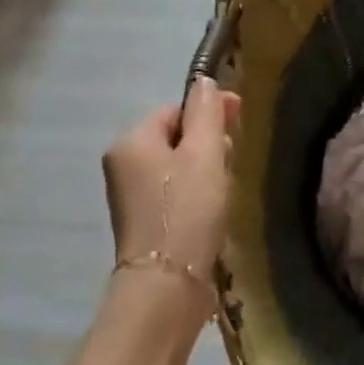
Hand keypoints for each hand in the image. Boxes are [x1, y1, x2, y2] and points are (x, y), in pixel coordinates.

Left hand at [102, 78, 240, 279]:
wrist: (167, 283)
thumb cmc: (188, 210)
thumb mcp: (205, 153)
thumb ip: (207, 113)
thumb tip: (205, 81)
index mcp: (131, 141)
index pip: (173, 109)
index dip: (208, 111)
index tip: (241, 120)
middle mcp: (122, 164)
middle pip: (174, 137)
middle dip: (208, 143)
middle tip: (235, 160)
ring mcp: (129, 196)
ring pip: (176, 166)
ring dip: (205, 170)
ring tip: (227, 188)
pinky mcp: (144, 222)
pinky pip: (173, 192)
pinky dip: (195, 193)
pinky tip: (214, 209)